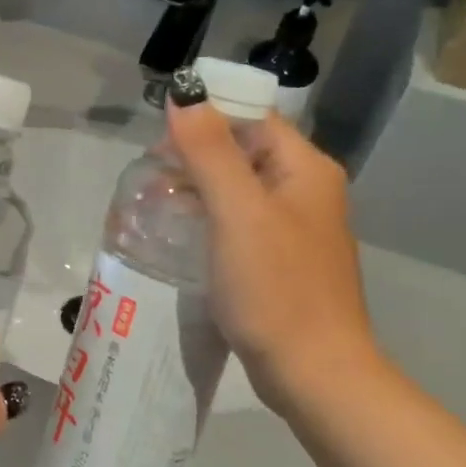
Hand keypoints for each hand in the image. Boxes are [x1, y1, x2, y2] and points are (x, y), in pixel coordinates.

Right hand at [166, 100, 380, 412]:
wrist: (314, 372)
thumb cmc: (275, 288)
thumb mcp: (237, 213)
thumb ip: (209, 151)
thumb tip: (185, 94)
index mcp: (305, 169)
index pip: (252, 119)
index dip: (206, 119)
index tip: (159, 142)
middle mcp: (307, 192)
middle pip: (245, 152)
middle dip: (197, 156)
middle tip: (151, 178)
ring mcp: (296, 230)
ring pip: (241, 191)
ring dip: (200, 190)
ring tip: (157, 204)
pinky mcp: (283, 263)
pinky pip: (242, 225)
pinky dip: (212, 222)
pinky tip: (184, 238)